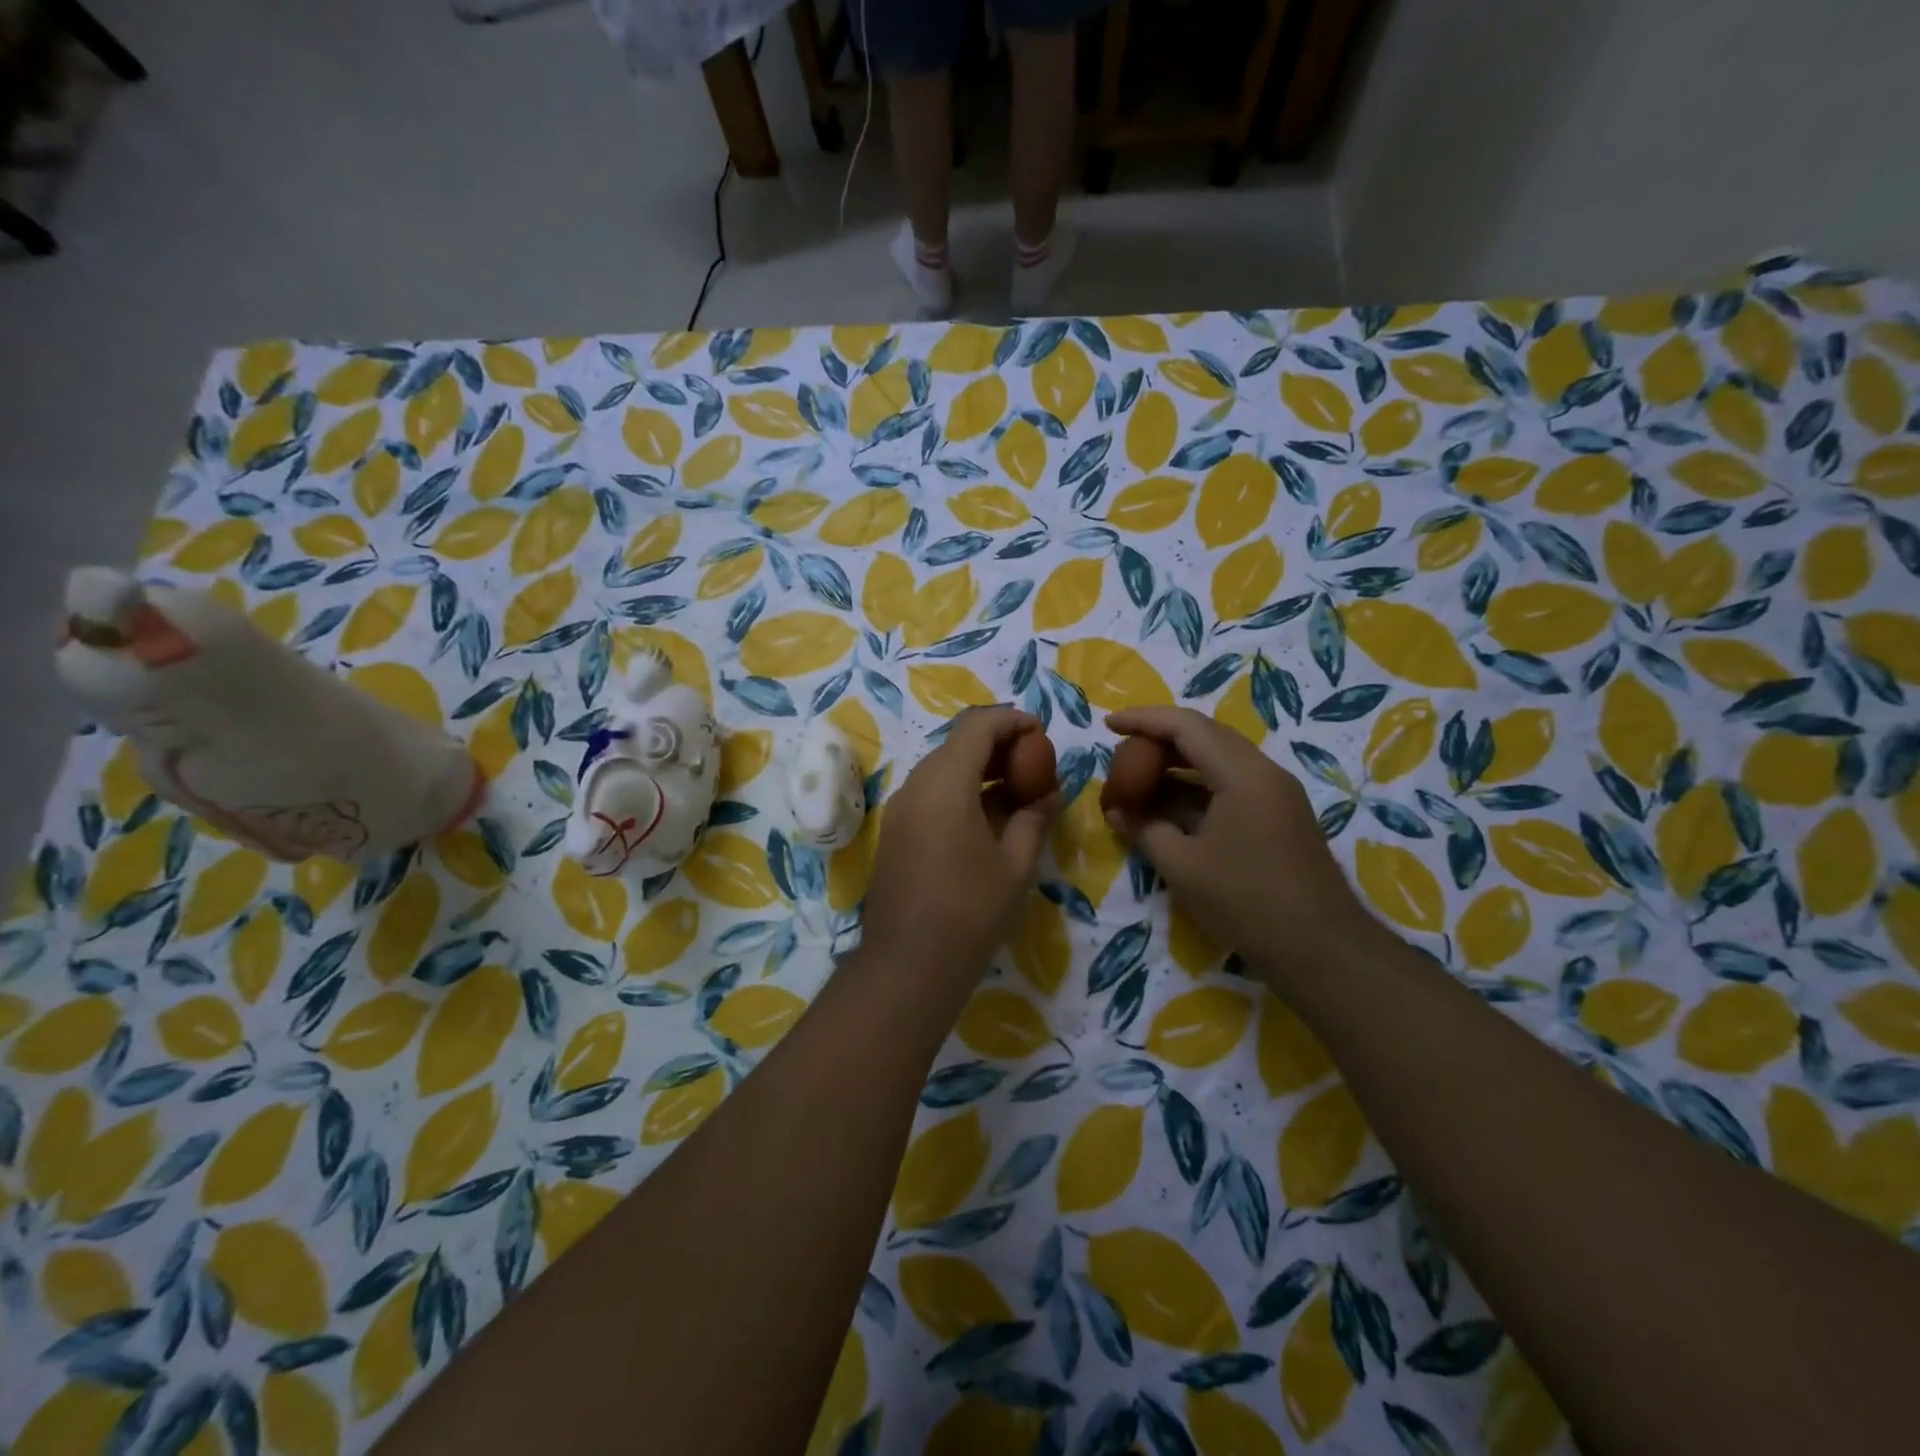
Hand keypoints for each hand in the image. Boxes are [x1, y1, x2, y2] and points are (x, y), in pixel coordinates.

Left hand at [860, 707, 1060, 986]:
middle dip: (997, 743)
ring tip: (1016, 789)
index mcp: (945, 783)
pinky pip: (930, 793)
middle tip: (1034, 762)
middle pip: (957, 743)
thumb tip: (1048, 792)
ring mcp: (899, 809)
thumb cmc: (970, 913)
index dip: (1011, 720)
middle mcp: (916, 785)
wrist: (906, 966)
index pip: (978, 726)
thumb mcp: (1016, 865)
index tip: (1041, 732)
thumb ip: (1035, 818)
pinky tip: (986, 816)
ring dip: (978, 768)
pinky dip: (960, 790)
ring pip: (942, 767)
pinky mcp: (894, 831)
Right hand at [1104, 707, 1378, 981]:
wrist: (1321, 949)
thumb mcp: (1182, 866)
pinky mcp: (1279, 816)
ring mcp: (1276, 794)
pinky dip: (1196, 787)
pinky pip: (1231, 784)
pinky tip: (1170, 806)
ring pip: (1219, 760)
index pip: (1186, 726)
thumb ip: (1144, 829)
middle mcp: (1264, 772)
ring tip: (1139, 778)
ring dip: (1177, 764)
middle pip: (1205, 735)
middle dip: (1159, 738)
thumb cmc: (1246, 902)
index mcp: (1243, 774)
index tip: (1108, 724)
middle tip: (1122, 750)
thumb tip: (1116, 810)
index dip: (1143, 720)